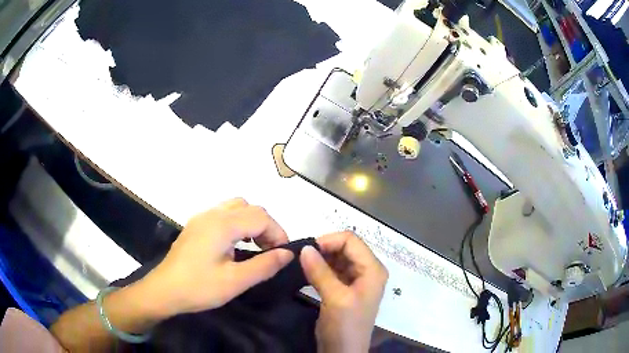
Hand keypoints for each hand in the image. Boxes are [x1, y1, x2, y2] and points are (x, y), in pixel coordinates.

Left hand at [144, 198, 292, 315]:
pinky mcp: (195, 226)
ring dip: (251, 222)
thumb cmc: (199, 287)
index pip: (261, 217)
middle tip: (271, 251)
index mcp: (223, 224)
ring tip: (255, 246)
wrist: (164, 290)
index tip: (283, 254)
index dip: (278, 233)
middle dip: (266, 226)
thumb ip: (264, 265)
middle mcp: (212, 214)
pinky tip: (235, 245)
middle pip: (250, 208)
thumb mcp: (235, 281)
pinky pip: (223, 214)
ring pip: (236, 207)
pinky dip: (238, 223)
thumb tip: (288, 253)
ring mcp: (202, 218)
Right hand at [300, 231, 387, 351]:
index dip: (329, 241)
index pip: (351, 240)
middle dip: (324, 250)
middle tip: (302, 258)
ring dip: (320, 259)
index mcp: (372, 269)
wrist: (343, 352)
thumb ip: (320, 271)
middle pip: (345, 248)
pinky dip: (320, 269)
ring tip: (302, 265)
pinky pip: (333, 271)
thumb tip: (305, 247)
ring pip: (337, 258)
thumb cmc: (345, 326)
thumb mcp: (335, 298)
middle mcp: (367, 270)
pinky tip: (307, 274)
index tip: (307, 250)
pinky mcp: (345, 289)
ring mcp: (357, 280)